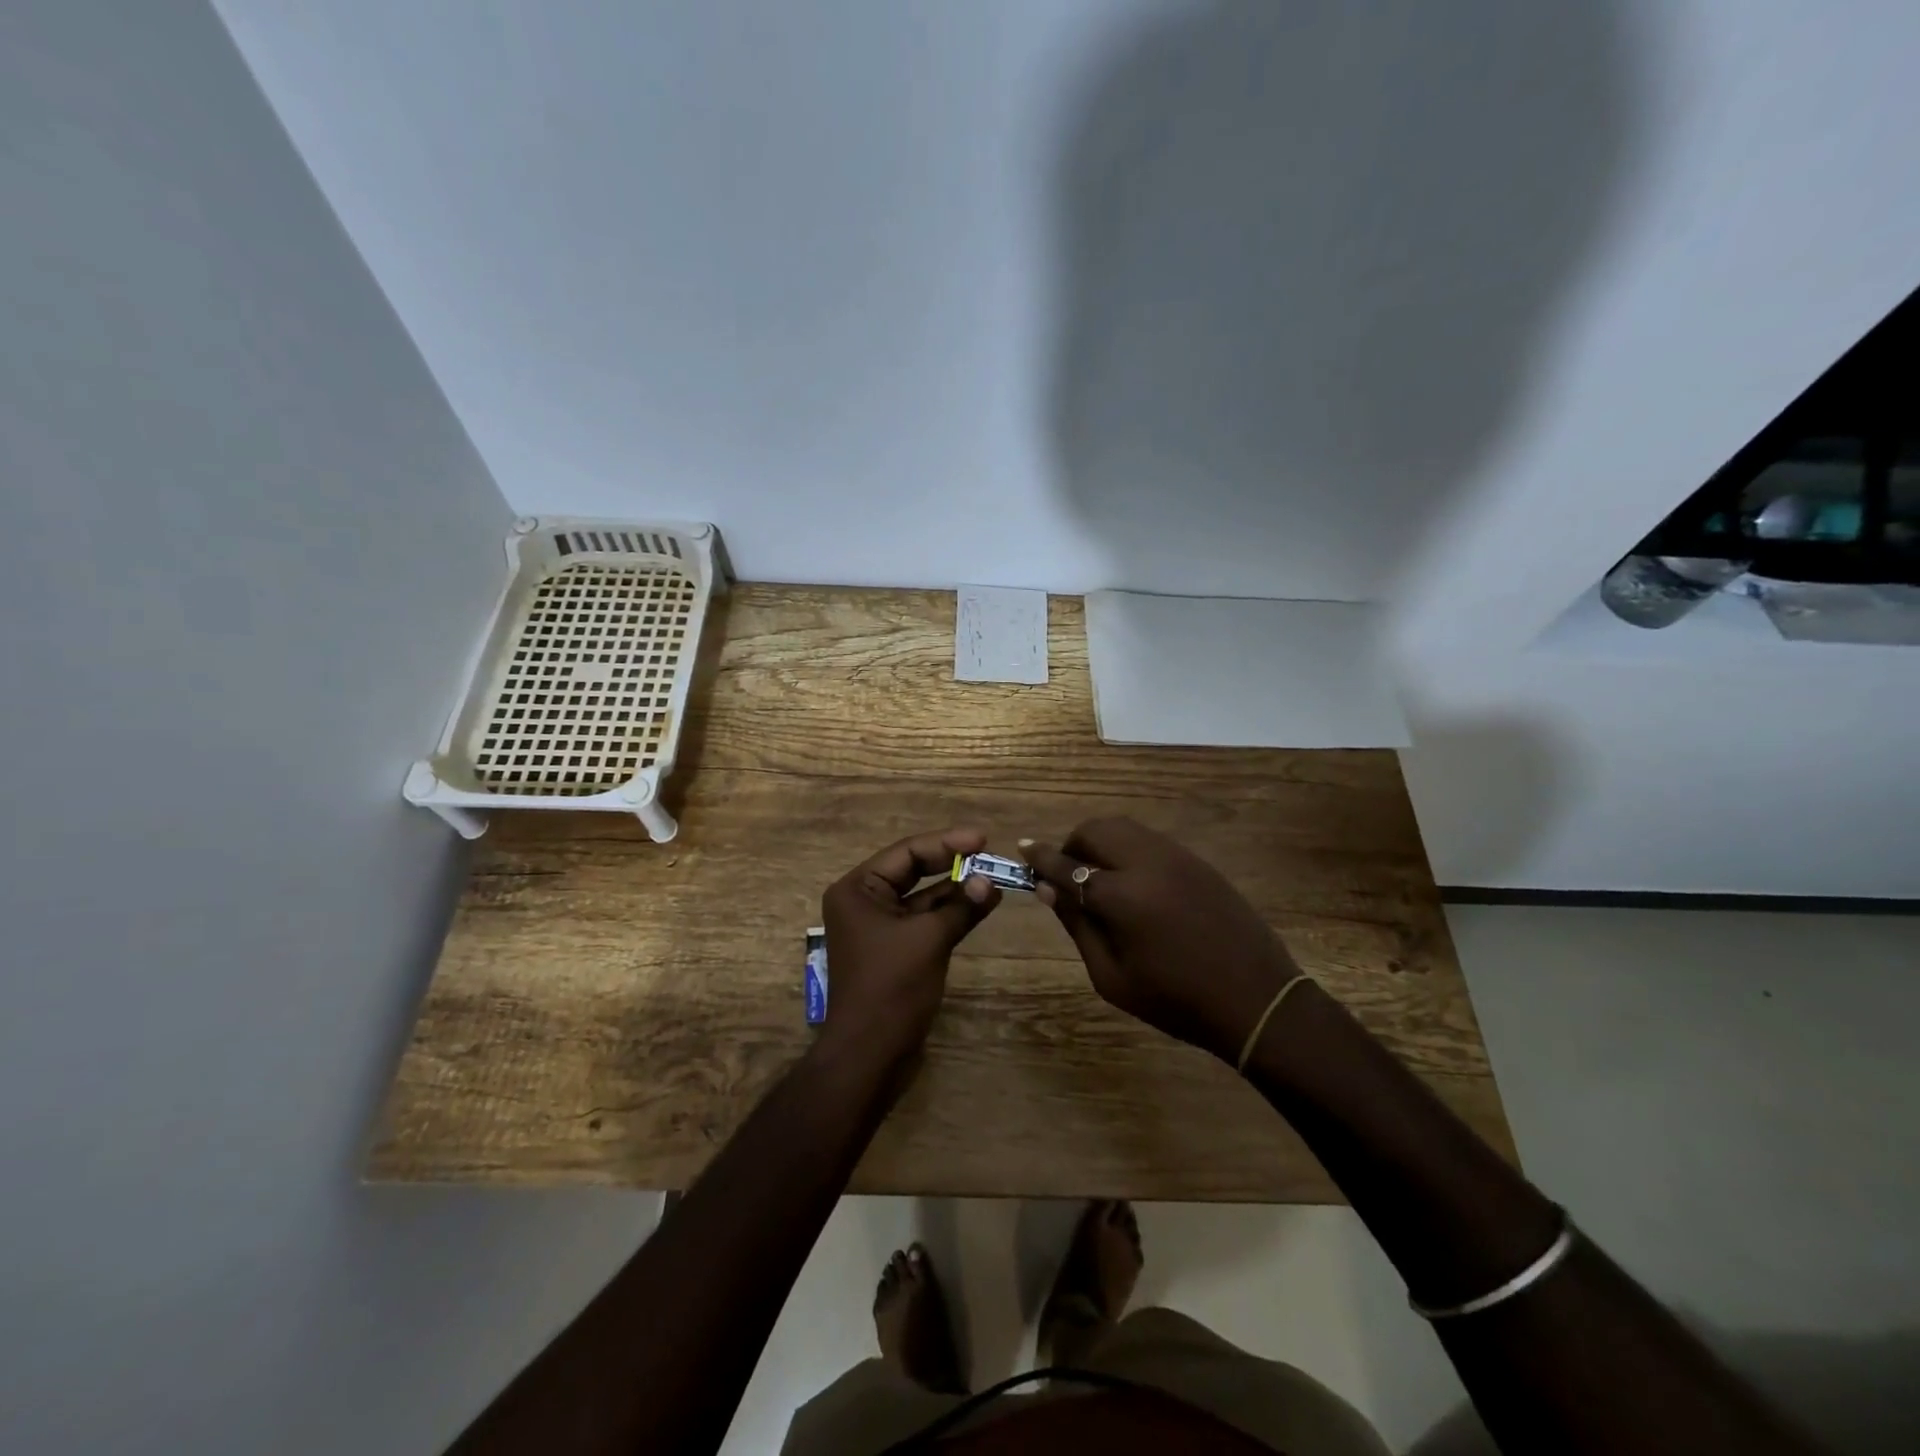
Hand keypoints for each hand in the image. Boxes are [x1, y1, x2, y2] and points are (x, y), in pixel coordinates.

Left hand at [816, 828, 1001, 1069]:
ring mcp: (879, 928)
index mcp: (858, 890)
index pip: (906, 853)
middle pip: (913, 870)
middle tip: (989, 850)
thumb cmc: (891, 988)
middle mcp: (864, 902)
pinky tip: (982, 903)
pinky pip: (925, 921)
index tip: (984, 838)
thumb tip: (991, 882)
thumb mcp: (930, 940)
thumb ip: (961, 906)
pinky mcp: (895, 951)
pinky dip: (951, 913)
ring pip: (922, 897)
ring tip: (994, 876)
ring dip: (956, 889)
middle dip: (952, 861)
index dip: (947, 843)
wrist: (869, 1056)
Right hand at [1021, 818, 1299, 1064]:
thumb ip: (1077, 926)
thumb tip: (1046, 888)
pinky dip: (1128, 848)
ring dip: (1101, 842)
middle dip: (1072, 844)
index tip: (1023, 848)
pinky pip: (1150, 840)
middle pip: (1096, 830)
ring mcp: (1177, 857)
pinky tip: (1133, 881)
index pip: (1068, 864)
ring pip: (1124, 828)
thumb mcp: (1112, 977)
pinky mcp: (1197, 861)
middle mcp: (1147, 863)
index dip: (1041, 856)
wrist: (1255, 999)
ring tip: (1098, 876)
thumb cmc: (1175, 1000)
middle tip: (1066, 873)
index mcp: (1122, 897)